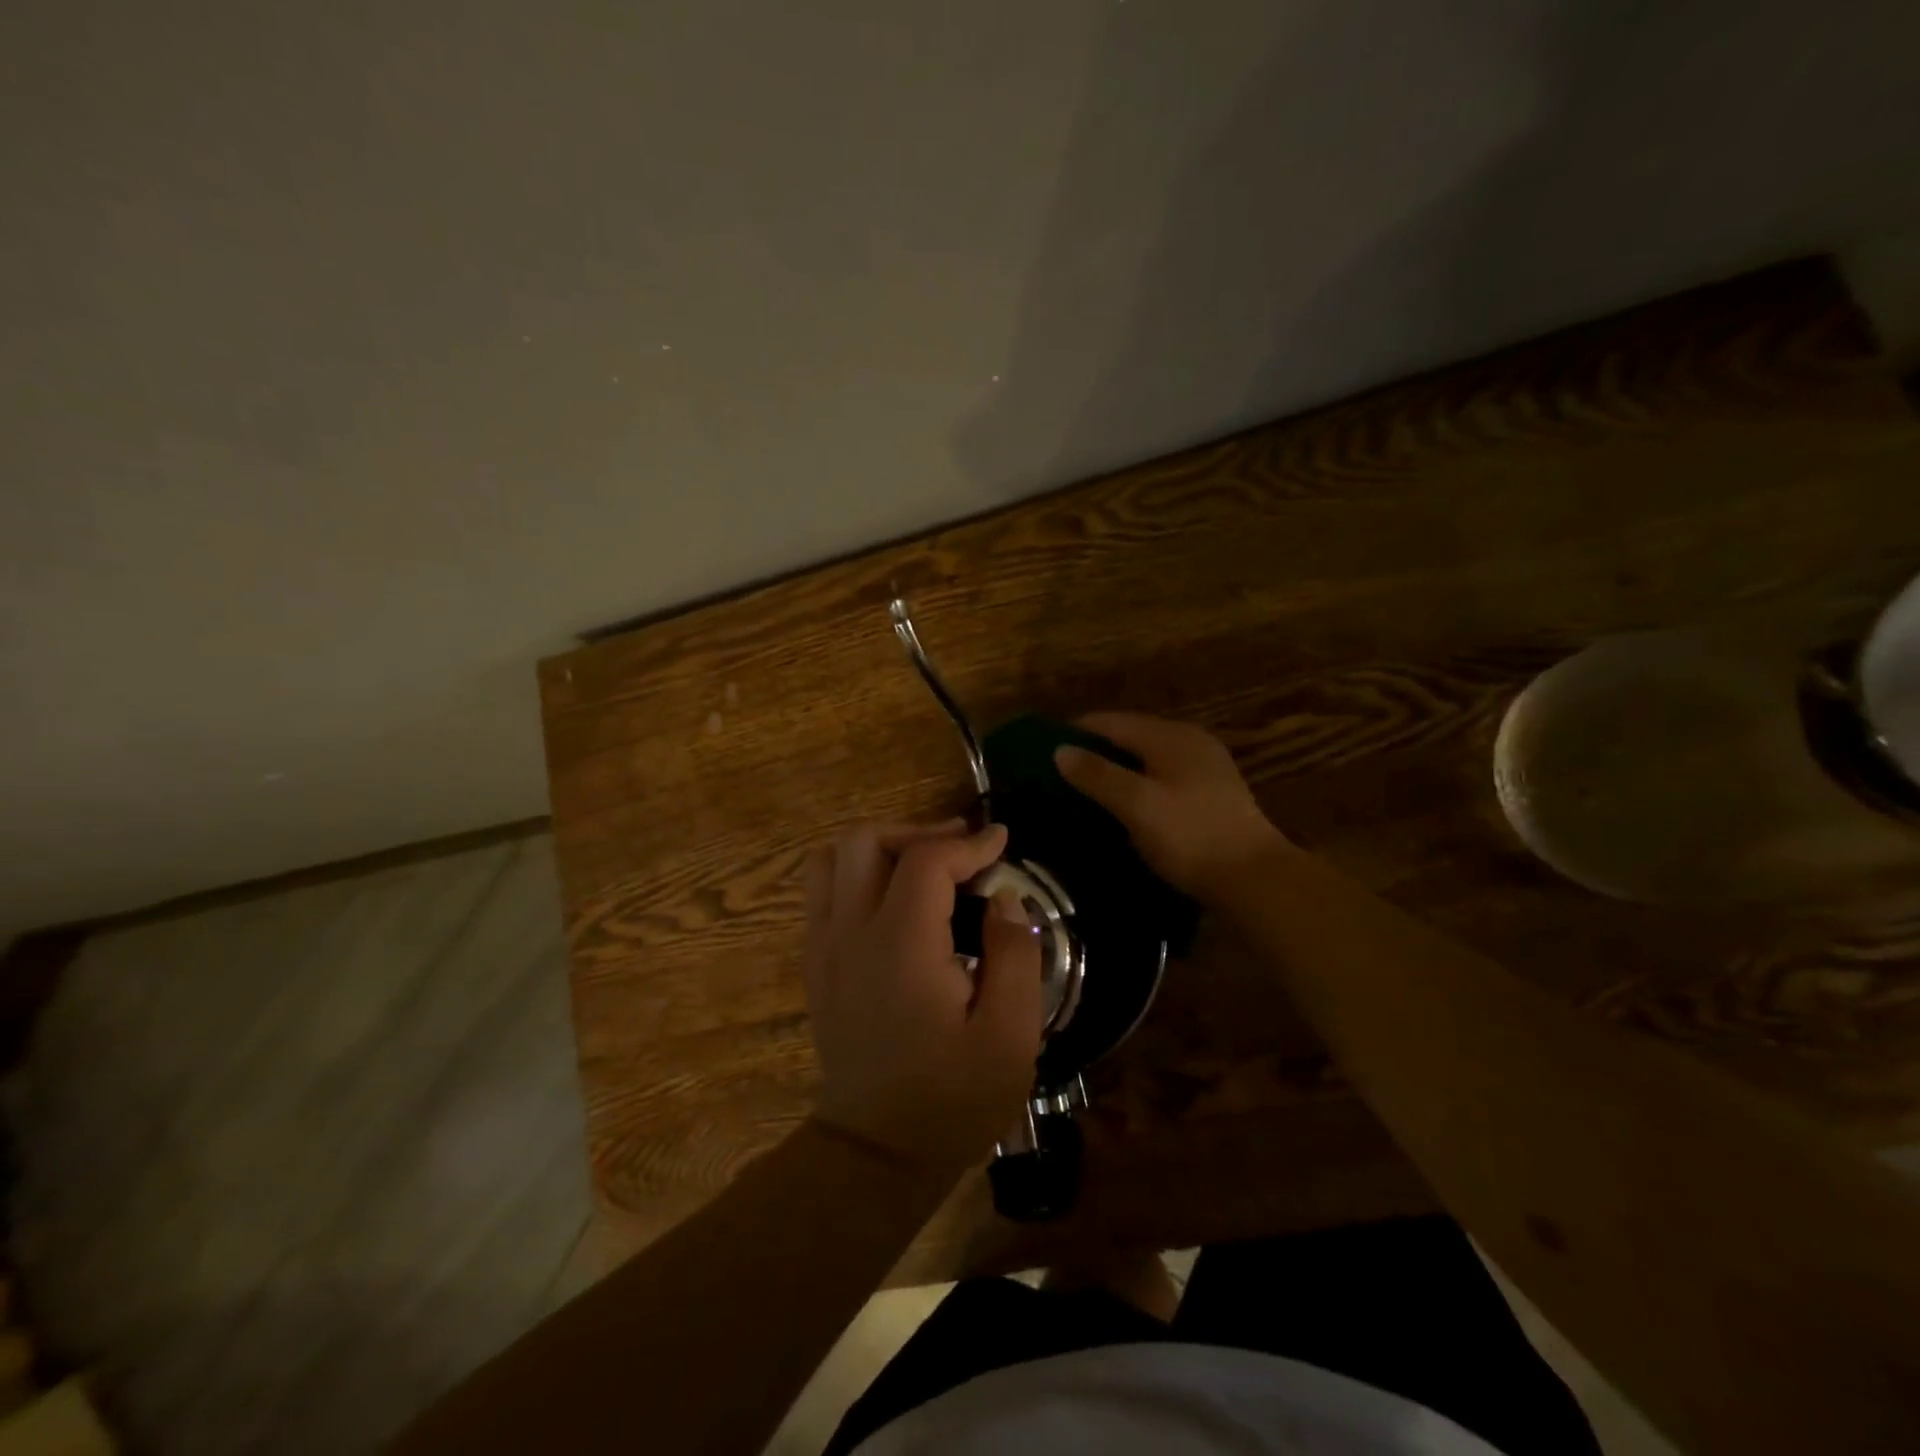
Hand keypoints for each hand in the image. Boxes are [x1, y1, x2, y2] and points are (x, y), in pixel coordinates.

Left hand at [802, 820, 1044, 1178]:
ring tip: (923, 863)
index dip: (969, 843)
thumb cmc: (952, 1100)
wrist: (875, 1154)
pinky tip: (891, 896)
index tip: (1002, 842)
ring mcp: (824, 946)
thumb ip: (1014, 955)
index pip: (926, 861)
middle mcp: (851, 933)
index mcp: (901, 946)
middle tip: (963, 848)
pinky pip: (820, 890)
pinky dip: (854, 872)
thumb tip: (1003, 898)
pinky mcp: (816, 963)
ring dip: (881, 846)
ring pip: (833, 858)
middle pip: (867, 841)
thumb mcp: (1011, 1036)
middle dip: (919, 832)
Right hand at [1054, 713, 1291, 900]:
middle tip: (1059, 773)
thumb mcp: (1137, 805)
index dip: (1075, 732)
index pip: (1110, 722)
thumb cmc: (1190, 836)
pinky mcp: (1211, 793)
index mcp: (1170, 736)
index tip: (1042, 750)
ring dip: (1116, 769)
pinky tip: (1124, 805)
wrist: (1254, 880)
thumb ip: (1097, 775)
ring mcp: (1204, 766)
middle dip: (1094, 751)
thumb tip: (1059, 750)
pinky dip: (1137, 784)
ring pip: (1146, 758)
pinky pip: (1161, 776)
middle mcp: (1189, 741)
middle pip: (1129, 736)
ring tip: (1084, 790)